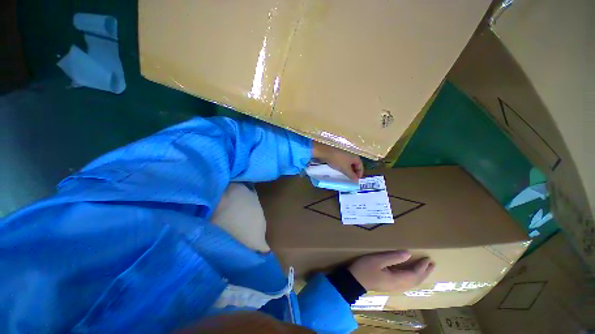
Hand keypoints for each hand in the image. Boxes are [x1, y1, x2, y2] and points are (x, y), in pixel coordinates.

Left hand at [311, 141, 363, 180]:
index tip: (356, 180)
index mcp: (355, 157)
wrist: (325, 152)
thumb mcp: (345, 169)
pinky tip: (340, 170)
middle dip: (354, 172)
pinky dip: (343, 166)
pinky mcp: (339, 154)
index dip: (359, 174)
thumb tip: (356, 181)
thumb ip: (351, 175)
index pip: (360, 166)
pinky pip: (343, 161)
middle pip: (355, 164)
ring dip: (348, 169)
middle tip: (351, 179)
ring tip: (346, 175)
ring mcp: (345, 154)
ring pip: (349, 163)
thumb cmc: (337, 160)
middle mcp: (351, 154)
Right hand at [348, 251, 433, 292]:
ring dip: (420, 275)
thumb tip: (408, 254)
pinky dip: (413, 278)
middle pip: (416, 280)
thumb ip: (393, 257)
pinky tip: (412, 275)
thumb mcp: (377, 260)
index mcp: (397, 279)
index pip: (414, 274)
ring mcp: (394, 287)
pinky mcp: (390, 286)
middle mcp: (399, 286)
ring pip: (412, 283)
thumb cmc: (365, 269)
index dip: (422, 266)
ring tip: (425, 269)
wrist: (354, 281)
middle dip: (425, 272)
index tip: (427, 258)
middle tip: (432, 264)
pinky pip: (407, 283)